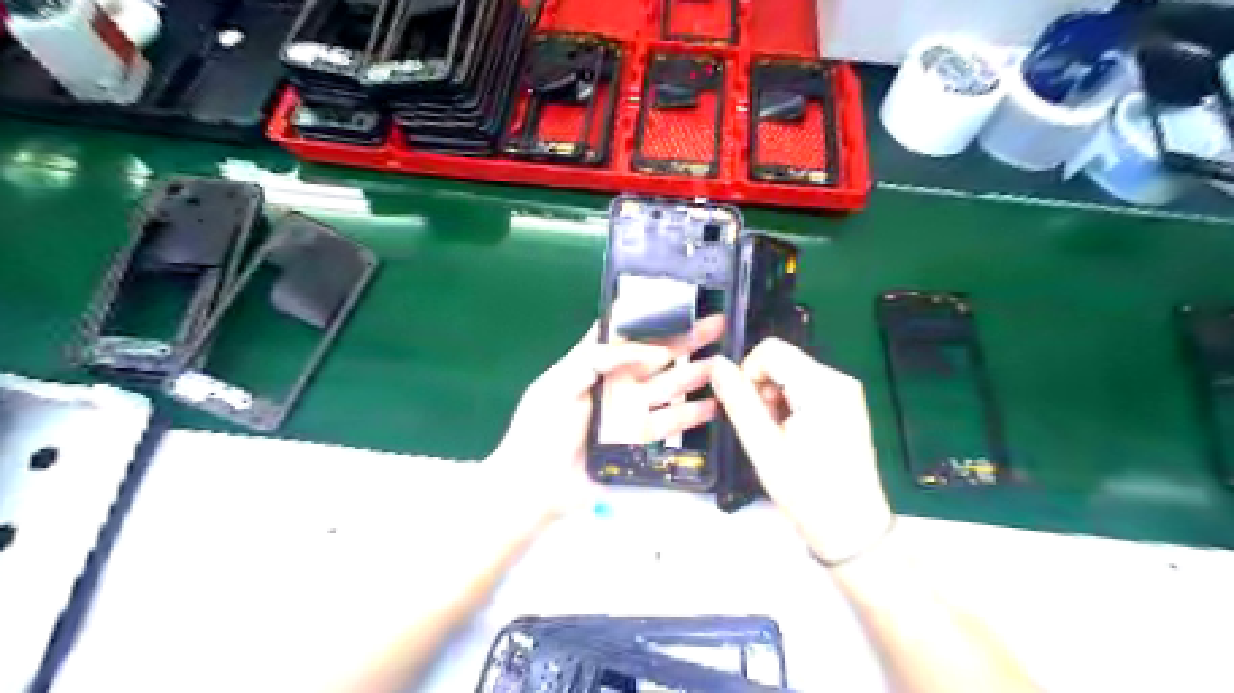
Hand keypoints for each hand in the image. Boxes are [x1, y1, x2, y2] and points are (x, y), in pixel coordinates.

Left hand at [487, 318, 724, 516]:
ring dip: (697, 373)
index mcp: (595, 363)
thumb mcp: (559, 385)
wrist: (538, 487)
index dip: (652, 315)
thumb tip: (646, 350)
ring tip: (725, 363)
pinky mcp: (640, 438)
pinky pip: (672, 421)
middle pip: (658, 354)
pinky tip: (715, 404)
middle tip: (718, 324)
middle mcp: (617, 381)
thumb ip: (595, 358)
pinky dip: (693, 413)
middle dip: (687, 339)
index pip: (627, 331)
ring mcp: (630, 410)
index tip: (680, 302)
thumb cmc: (541, 430)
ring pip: (671, 385)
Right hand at [708, 338, 892, 565]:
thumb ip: (738, 401)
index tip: (750, 411)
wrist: (852, 528)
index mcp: (821, 386)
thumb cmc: (807, 491)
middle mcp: (839, 380)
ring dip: (775, 399)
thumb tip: (717, 365)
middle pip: (783, 360)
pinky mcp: (847, 404)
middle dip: (763, 389)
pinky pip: (806, 387)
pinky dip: (791, 405)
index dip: (749, 374)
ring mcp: (847, 392)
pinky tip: (795, 436)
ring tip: (781, 437)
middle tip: (766, 430)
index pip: (770, 350)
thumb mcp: (763, 447)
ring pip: (792, 374)